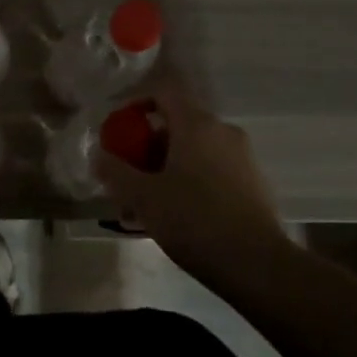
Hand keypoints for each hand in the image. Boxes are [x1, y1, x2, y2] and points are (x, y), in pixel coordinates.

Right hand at [94, 85, 288, 285]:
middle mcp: (222, 131)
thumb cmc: (194, 221)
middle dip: (148, 145)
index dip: (137, 103)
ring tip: (147, 202)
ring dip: (168, 166)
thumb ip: (116, 172)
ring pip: (195, 150)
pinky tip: (177, 214)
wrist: (258, 265)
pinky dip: (191, 180)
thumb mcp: (144, 198)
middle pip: (178, 123)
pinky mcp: (253, 183)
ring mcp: (242, 156)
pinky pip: (213, 169)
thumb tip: (99, 155)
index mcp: (196, 124)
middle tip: (128, 174)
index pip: (163, 91)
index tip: (119, 129)